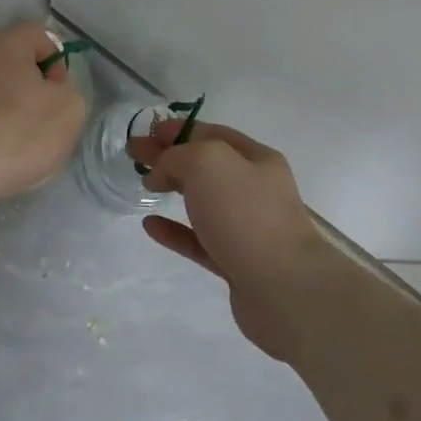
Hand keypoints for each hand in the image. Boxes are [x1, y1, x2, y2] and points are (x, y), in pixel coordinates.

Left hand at [0, 23, 86, 208]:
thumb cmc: (16, 132)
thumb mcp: (68, 112)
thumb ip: (65, 92)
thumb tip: (48, 93)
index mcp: (6, 41)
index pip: (40, 37)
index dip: (56, 65)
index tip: (57, 98)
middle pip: (8, 61)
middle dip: (25, 87)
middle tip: (35, 121)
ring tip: (5, 143)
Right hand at [131, 120, 326, 361]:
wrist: (285, 290)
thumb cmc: (246, 214)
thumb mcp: (207, 163)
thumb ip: (176, 157)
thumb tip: (160, 173)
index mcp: (255, 159)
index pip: (211, 134)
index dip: (178, 129)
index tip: (147, 131)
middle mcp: (254, 189)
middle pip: (204, 165)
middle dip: (169, 156)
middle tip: (134, 154)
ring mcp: (246, 228)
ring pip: (202, 201)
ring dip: (173, 189)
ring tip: (143, 185)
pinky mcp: (235, 262)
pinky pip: (198, 240)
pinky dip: (174, 230)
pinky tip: (150, 225)